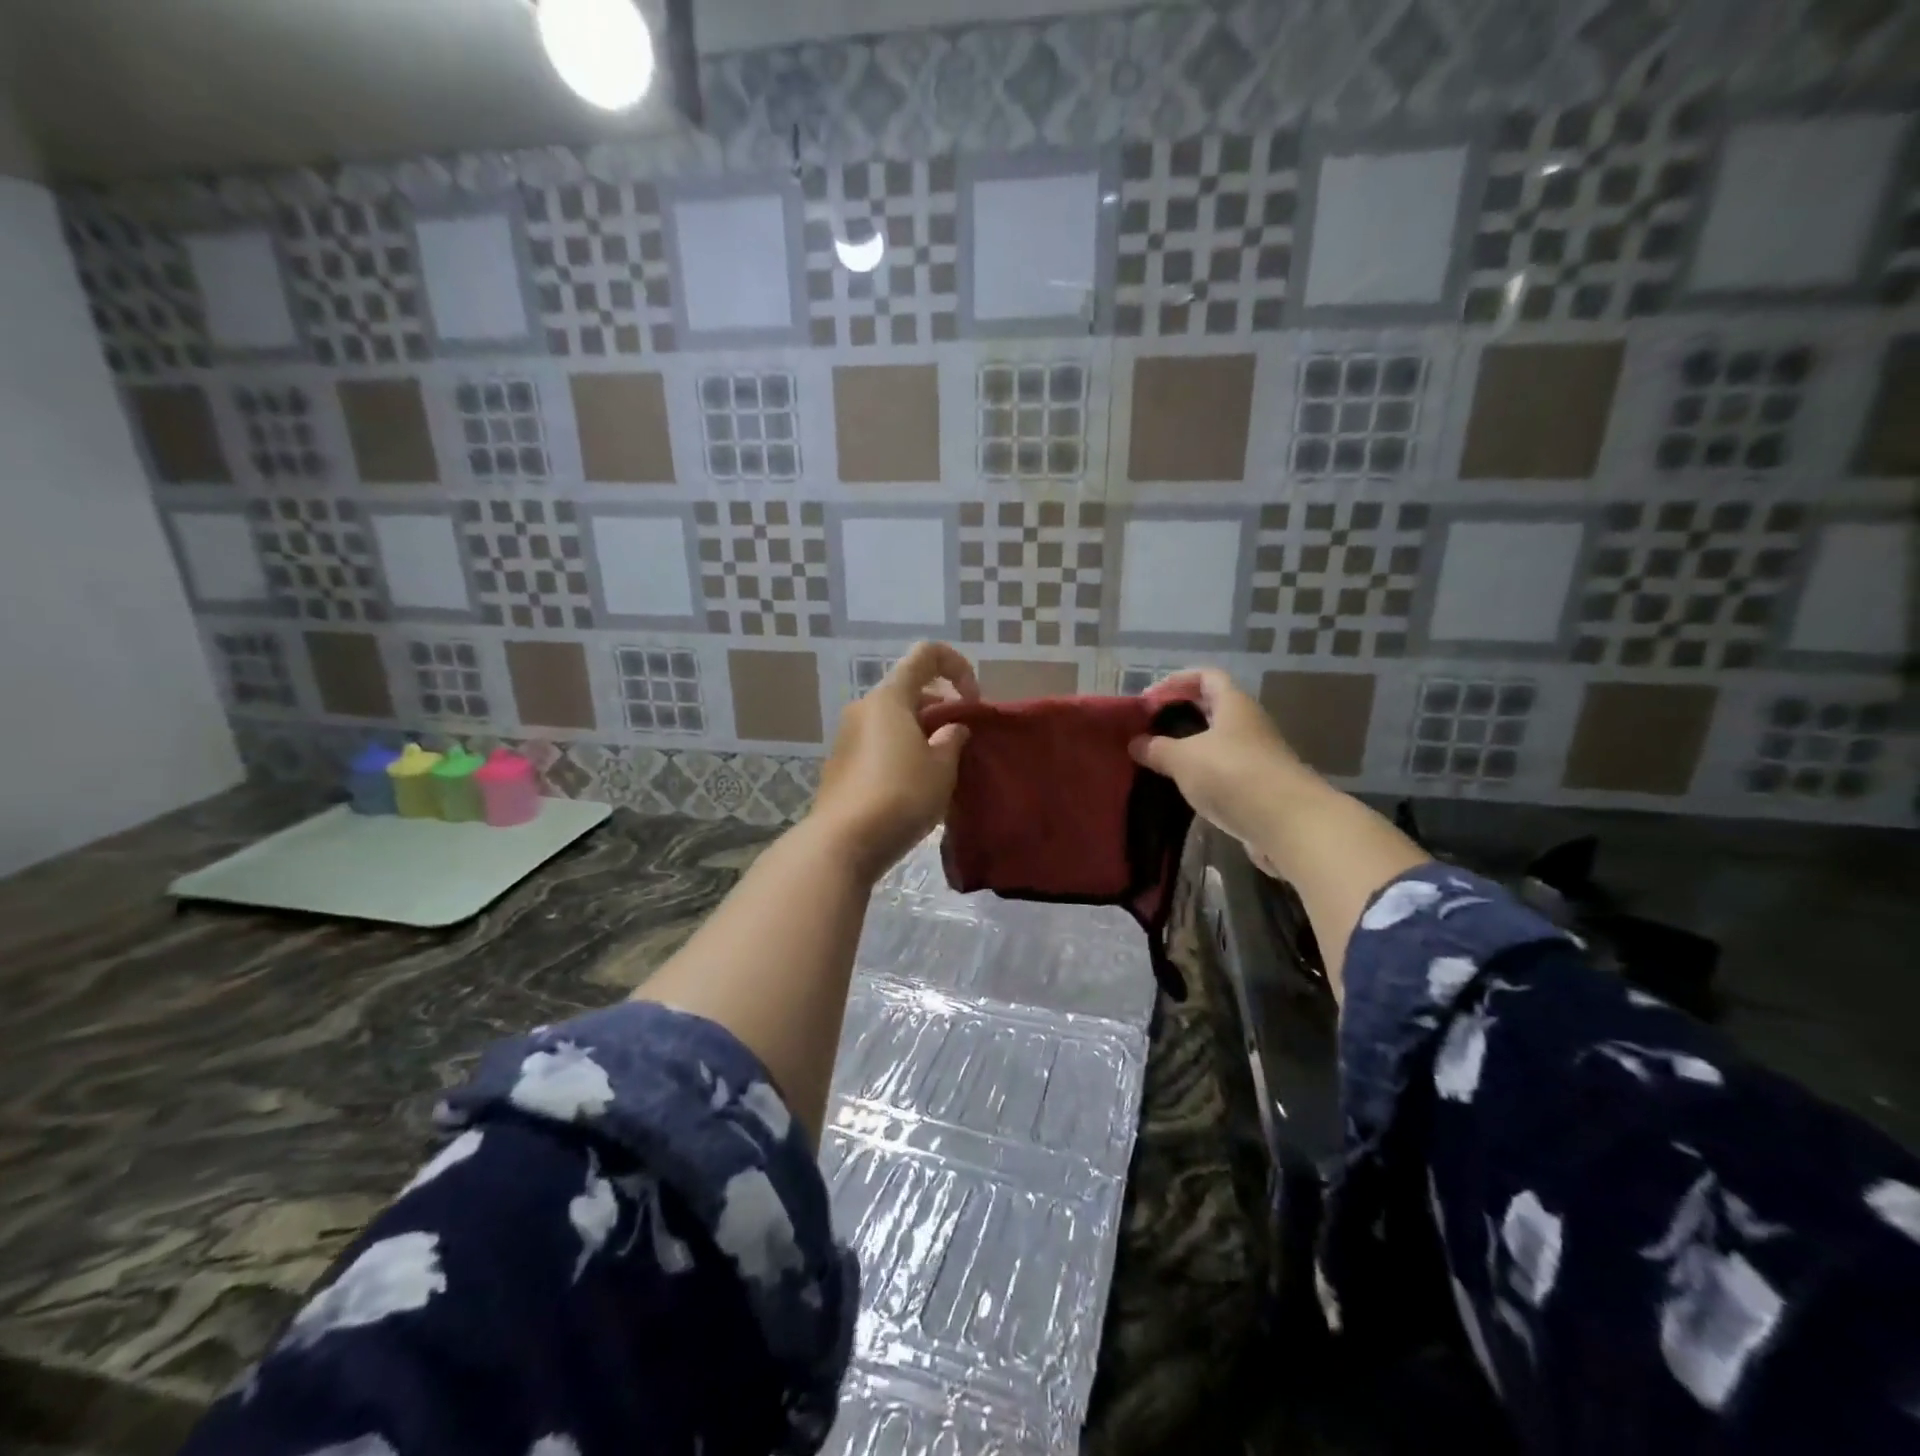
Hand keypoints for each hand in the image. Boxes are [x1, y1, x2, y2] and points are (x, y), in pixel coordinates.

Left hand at [811, 640, 978, 878]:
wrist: (843, 842)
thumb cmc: (901, 795)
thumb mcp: (941, 767)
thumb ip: (952, 739)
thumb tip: (953, 728)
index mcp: (889, 697)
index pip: (926, 654)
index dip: (957, 666)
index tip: (973, 701)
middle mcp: (864, 708)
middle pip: (910, 690)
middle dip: (942, 708)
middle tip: (963, 743)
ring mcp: (847, 736)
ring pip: (895, 720)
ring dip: (923, 733)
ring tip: (944, 768)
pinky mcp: (841, 764)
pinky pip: (880, 743)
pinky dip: (903, 751)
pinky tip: (916, 786)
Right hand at [1129, 668, 1310, 862]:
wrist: (1289, 824)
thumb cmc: (1233, 776)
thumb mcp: (1184, 759)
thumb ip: (1157, 748)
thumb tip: (1135, 743)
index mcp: (1234, 705)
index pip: (1206, 676)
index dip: (1177, 681)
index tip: (1149, 699)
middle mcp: (1250, 724)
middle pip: (1213, 709)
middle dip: (1181, 716)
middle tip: (1150, 731)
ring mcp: (1259, 757)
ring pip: (1219, 743)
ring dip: (1191, 748)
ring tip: (1161, 763)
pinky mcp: (1261, 788)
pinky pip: (1226, 772)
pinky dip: (1205, 775)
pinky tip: (1186, 789)